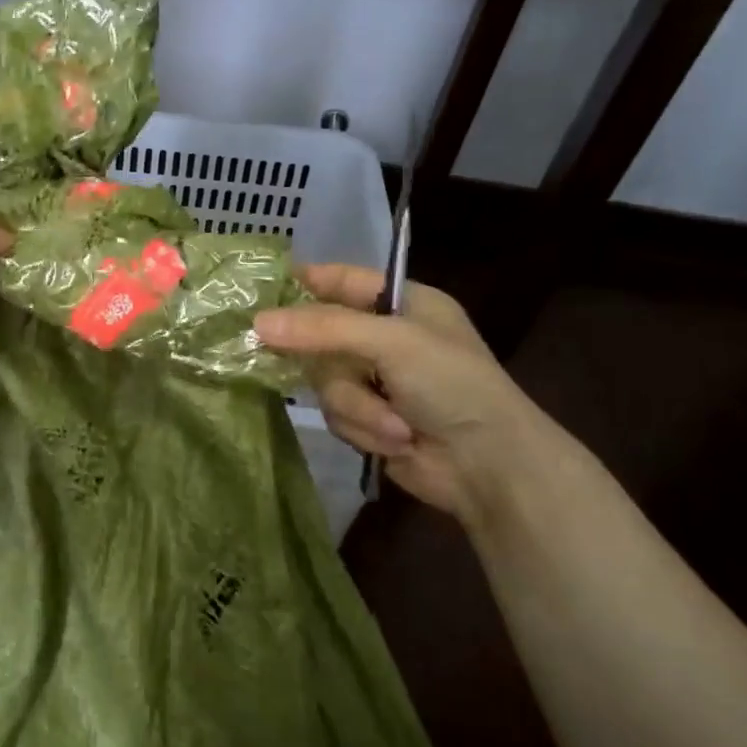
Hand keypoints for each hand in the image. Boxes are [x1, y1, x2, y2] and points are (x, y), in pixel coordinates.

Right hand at [255, 266, 549, 520]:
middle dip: (337, 368)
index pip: (342, 280)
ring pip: (326, 383)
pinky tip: (396, 440)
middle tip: (340, 373)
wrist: (488, 466)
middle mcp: (385, 338)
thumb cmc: (452, 385)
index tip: (262, 293)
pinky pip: (336, 414)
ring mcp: (376, 380)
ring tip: (395, 424)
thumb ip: (324, 328)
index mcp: (403, 304)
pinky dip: (363, 428)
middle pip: (322, 338)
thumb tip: (257, 323)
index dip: (306, 282)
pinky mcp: (368, 419)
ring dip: (358, 407)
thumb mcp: (392, 342)